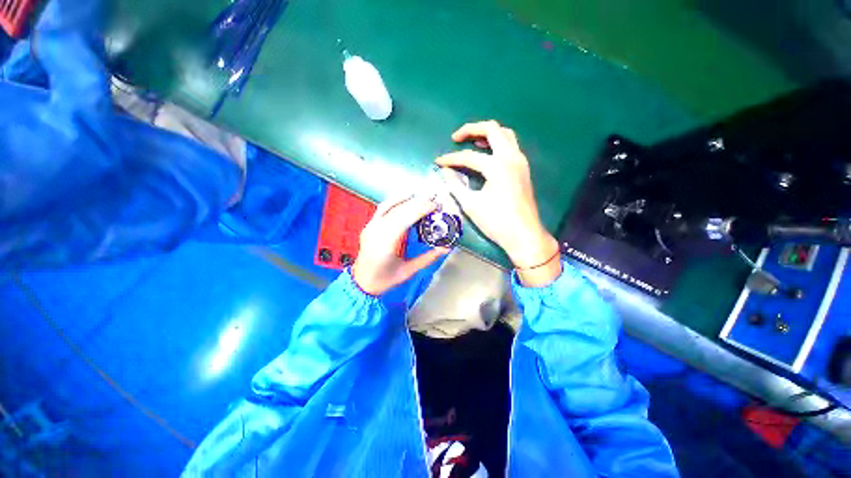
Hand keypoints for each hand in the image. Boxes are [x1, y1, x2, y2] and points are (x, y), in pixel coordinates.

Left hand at [352, 195, 449, 295]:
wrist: (361, 282)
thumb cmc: (384, 279)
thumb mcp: (408, 271)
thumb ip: (428, 258)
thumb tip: (446, 248)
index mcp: (385, 244)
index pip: (404, 219)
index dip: (420, 209)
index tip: (435, 206)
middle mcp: (376, 231)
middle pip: (399, 210)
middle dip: (418, 203)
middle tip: (433, 201)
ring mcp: (371, 227)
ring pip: (390, 206)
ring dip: (407, 200)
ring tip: (422, 198)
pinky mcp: (369, 225)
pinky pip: (383, 208)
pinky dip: (395, 201)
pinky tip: (405, 199)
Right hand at [435, 121, 560, 285]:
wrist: (523, 235)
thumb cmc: (496, 222)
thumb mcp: (471, 205)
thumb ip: (455, 185)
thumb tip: (445, 172)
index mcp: (497, 166)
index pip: (468, 156)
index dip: (451, 159)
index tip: (438, 162)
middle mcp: (511, 157)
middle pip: (492, 129)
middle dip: (471, 129)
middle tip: (456, 137)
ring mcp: (520, 162)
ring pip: (505, 134)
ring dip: (487, 134)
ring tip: (472, 142)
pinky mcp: (523, 169)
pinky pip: (511, 146)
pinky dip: (498, 143)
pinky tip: (487, 154)